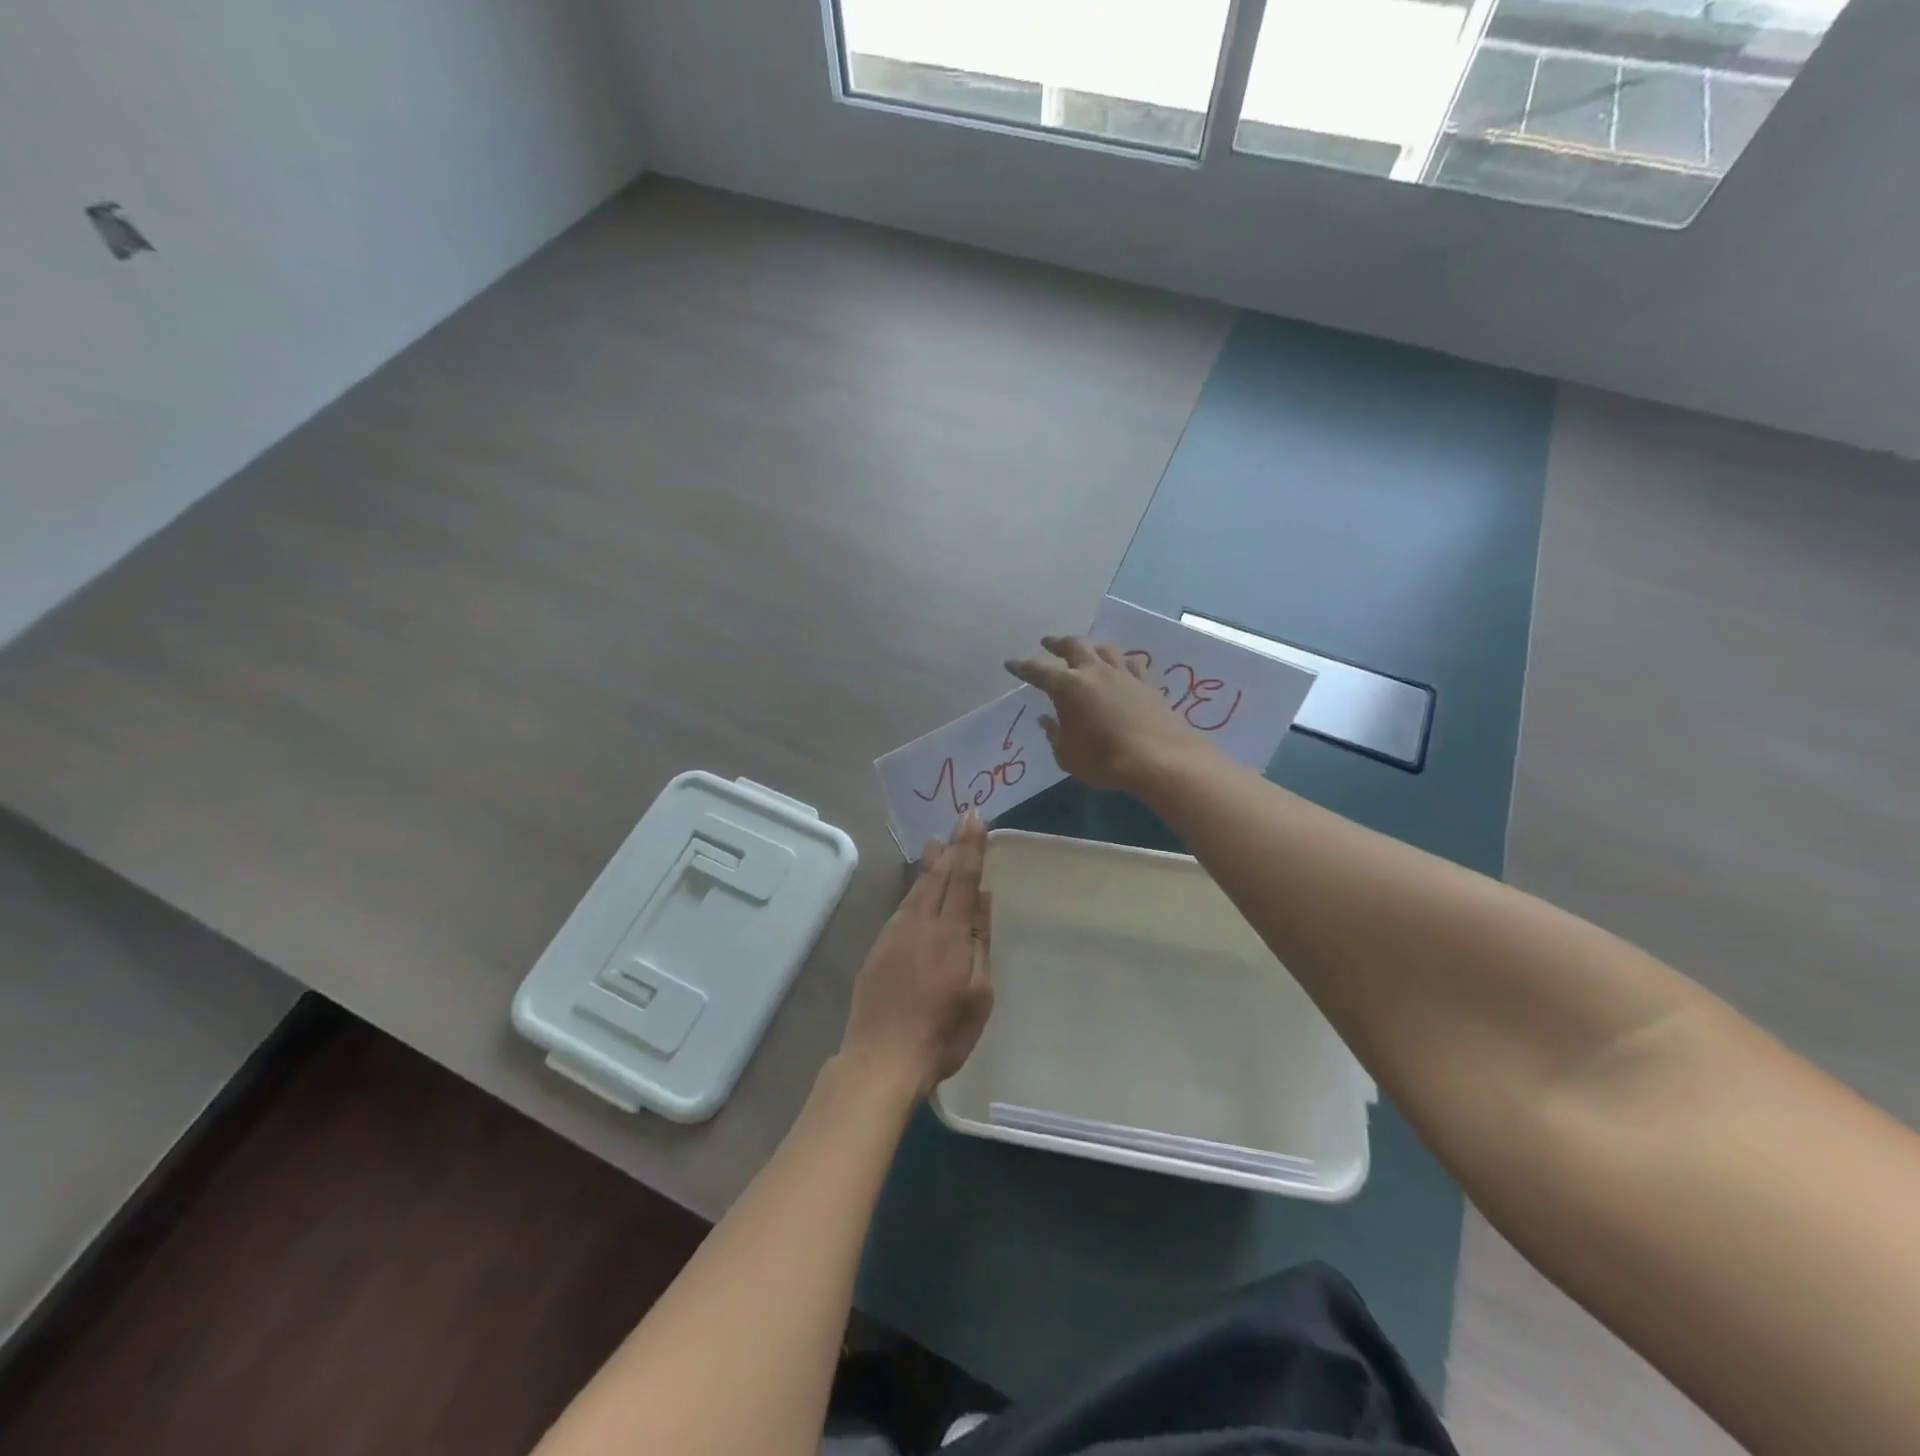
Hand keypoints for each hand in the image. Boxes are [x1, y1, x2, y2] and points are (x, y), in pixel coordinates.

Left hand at [841, 811, 993, 1096]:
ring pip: (915, 891)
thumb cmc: (942, 1034)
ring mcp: (893, 936)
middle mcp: (918, 924)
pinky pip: (901, 910)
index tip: (974, 817)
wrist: (880, 1059)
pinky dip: (914, 892)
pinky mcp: (877, 951)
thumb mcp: (978, 994)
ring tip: (936, 847)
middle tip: (955, 823)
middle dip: (950, 849)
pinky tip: (917, 893)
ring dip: (929, 867)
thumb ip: (979, 943)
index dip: (971, 846)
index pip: (963, 878)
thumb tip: (981, 901)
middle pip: (937, 877)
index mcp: (948, 934)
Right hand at [1006, 635, 1211, 791]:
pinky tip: (1120, 663)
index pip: (1038, 672)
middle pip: (1074, 647)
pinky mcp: (1146, 683)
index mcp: (1068, 688)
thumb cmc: (1103, 760)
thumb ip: (1055, 734)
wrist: (1157, 758)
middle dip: (1057, 643)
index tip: (1011, 664)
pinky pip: (1130, 663)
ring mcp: (1123, 675)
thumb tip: (1046, 720)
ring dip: (1090, 645)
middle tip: (1048, 642)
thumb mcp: (1067, 754)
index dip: (1023, 667)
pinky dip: (1120, 660)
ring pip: (1104, 648)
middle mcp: (1094, 672)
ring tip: (1084, 648)